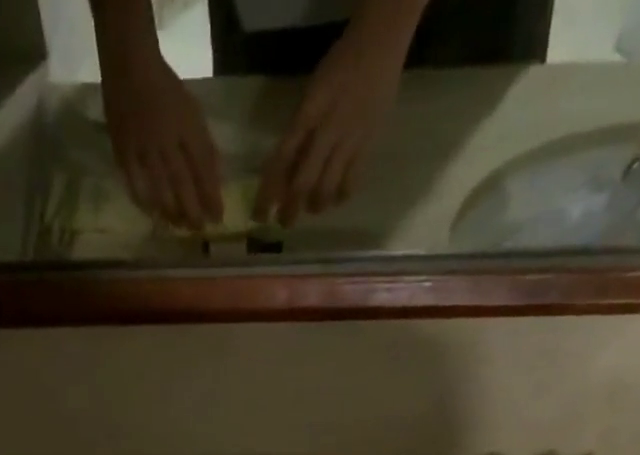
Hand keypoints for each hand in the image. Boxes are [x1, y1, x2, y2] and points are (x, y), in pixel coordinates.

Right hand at [100, 49, 222, 230]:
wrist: (129, 65)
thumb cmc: (165, 90)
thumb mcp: (192, 112)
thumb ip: (203, 144)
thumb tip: (215, 179)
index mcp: (186, 125)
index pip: (203, 167)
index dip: (211, 194)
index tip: (218, 218)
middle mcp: (166, 139)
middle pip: (182, 182)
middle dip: (192, 210)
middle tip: (199, 229)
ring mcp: (143, 147)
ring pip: (159, 188)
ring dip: (171, 212)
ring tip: (179, 227)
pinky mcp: (123, 152)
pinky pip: (134, 184)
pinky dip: (145, 203)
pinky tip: (154, 216)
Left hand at [255, 21, 407, 225]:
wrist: (379, 45)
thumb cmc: (338, 67)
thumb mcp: (310, 94)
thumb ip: (298, 131)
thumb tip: (284, 170)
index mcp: (308, 114)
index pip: (282, 160)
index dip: (269, 190)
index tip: (260, 214)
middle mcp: (326, 131)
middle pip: (303, 181)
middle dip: (291, 208)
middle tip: (284, 223)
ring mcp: (349, 140)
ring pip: (327, 187)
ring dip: (316, 205)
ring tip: (311, 209)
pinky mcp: (367, 145)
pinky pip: (351, 181)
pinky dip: (340, 195)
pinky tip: (335, 199)